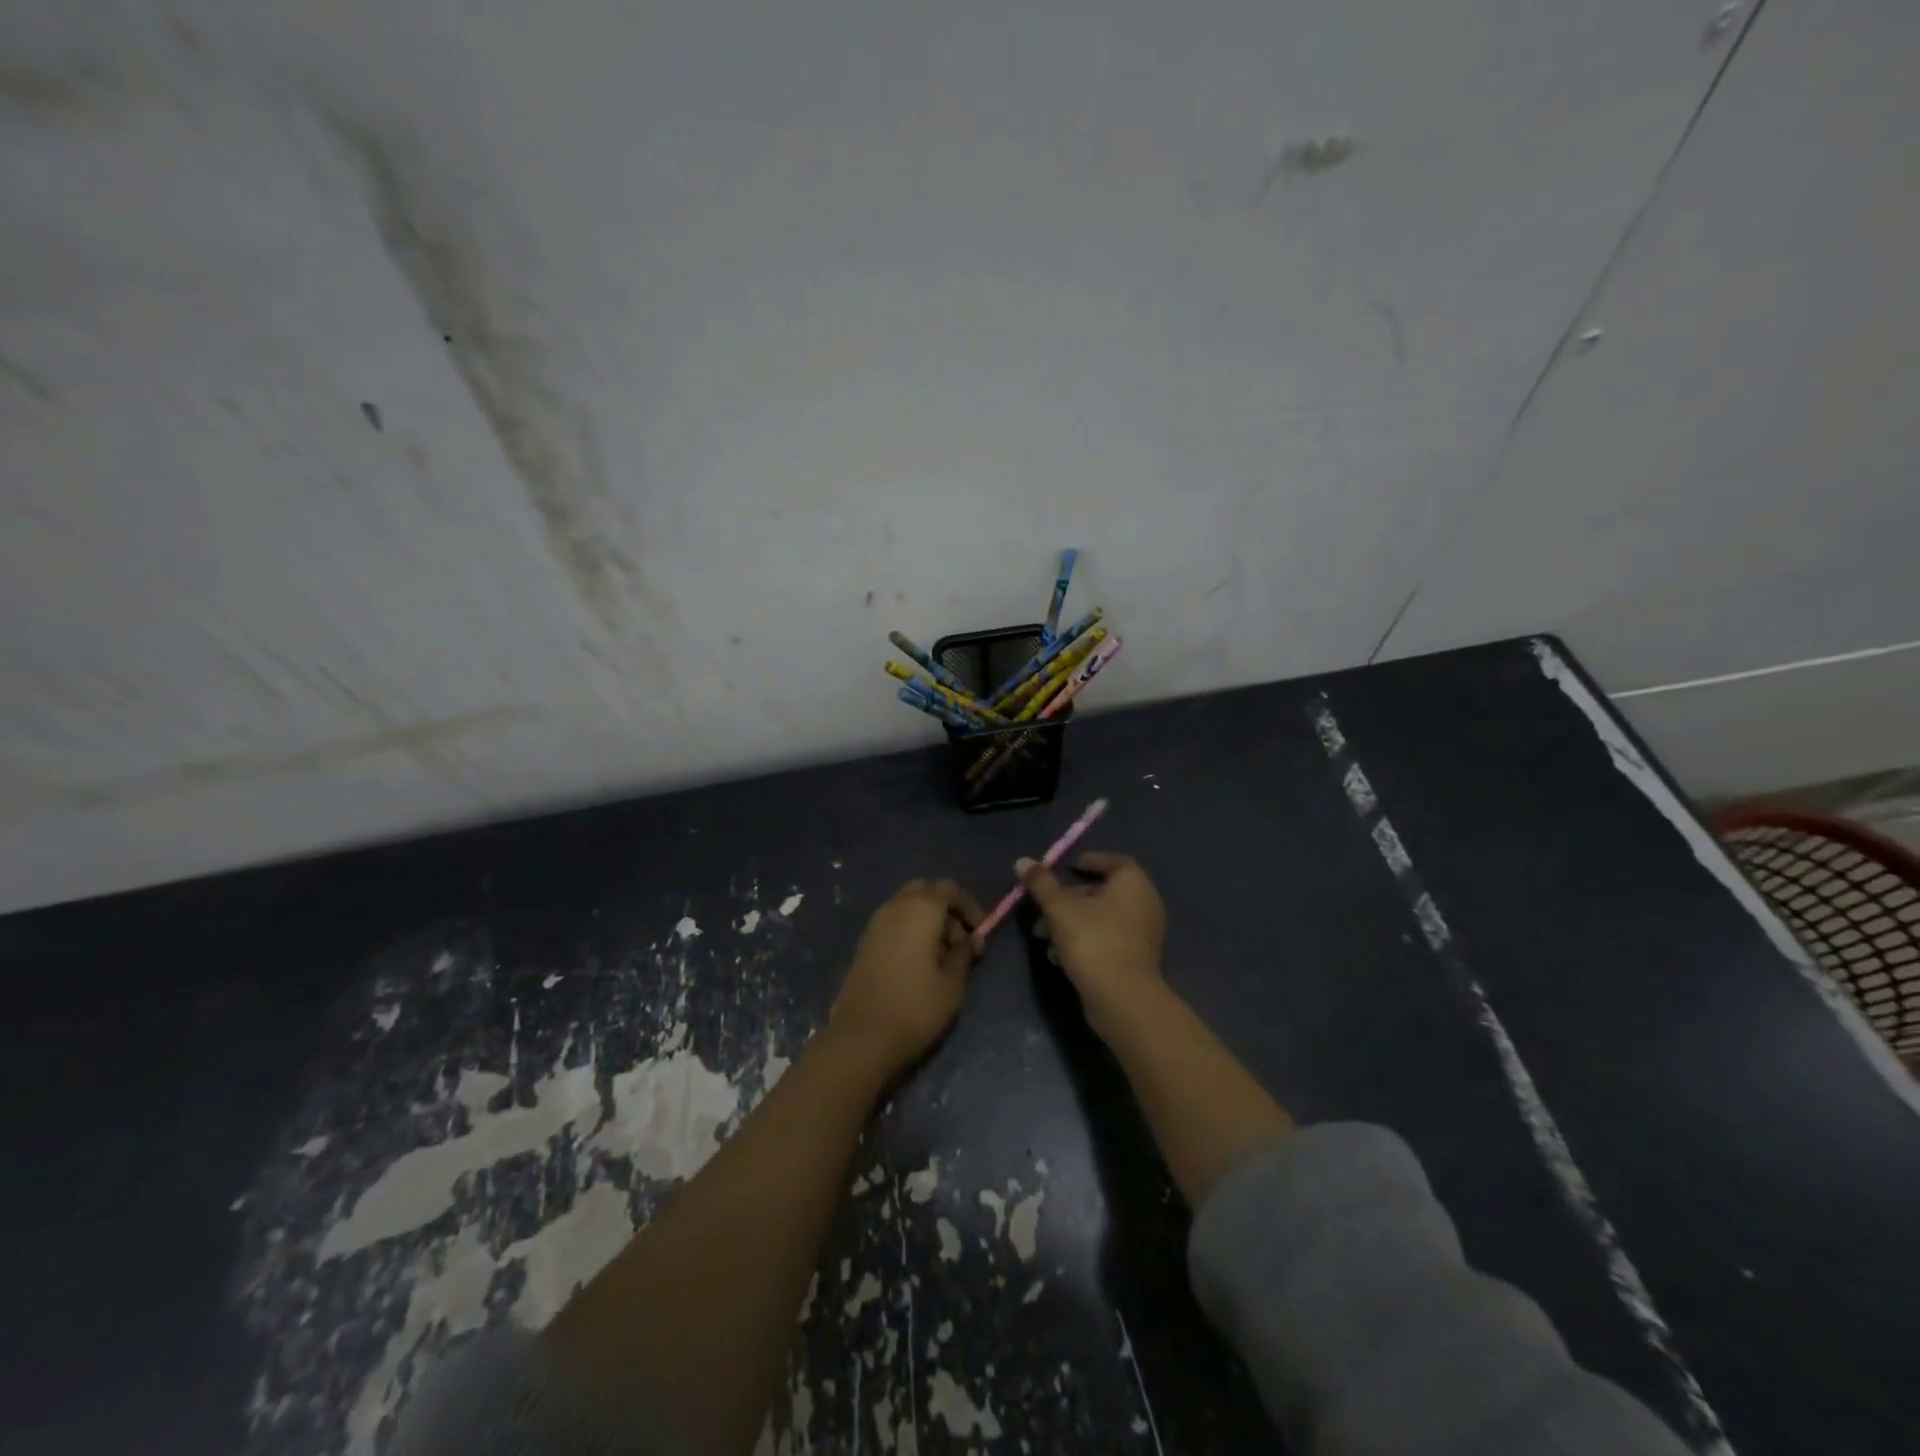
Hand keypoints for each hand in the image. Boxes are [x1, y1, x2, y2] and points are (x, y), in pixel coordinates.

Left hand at [830, 879, 983, 1076]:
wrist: (861, 1037)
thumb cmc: (915, 1007)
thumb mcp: (953, 983)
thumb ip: (965, 954)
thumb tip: (970, 940)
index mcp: (920, 909)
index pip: (949, 888)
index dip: (969, 905)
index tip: (980, 932)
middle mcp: (895, 907)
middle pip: (925, 891)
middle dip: (947, 909)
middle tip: (960, 942)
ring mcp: (875, 924)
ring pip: (907, 906)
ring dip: (928, 921)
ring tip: (941, 958)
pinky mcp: (864, 943)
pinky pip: (893, 923)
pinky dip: (910, 932)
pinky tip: (918, 965)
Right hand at [1018, 851, 1166, 1029]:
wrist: (1121, 997)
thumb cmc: (1092, 940)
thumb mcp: (1059, 908)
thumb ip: (1041, 883)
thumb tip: (1022, 861)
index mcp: (1133, 883)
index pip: (1114, 861)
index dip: (1091, 861)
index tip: (1069, 866)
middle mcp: (1145, 903)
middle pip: (1104, 892)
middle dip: (1070, 898)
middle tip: (1044, 906)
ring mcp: (1144, 933)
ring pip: (1103, 918)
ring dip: (1072, 921)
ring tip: (1042, 935)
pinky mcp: (1138, 959)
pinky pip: (1109, 938)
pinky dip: (1086, 939)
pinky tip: (1058, 955)